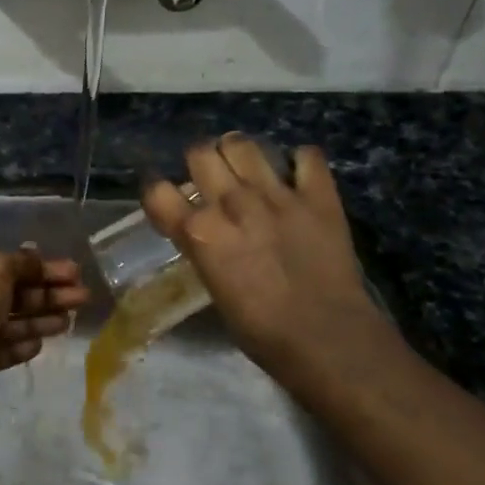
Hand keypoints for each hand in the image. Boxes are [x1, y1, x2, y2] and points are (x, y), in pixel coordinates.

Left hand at [0, 248, 87, 419]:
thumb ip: (22, 264)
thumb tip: (36, 256)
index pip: (13, 264)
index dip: (44, 268)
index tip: (76, 273)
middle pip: (17, 293)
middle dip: (50, 294)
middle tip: (83, 297)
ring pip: (14, 322)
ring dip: (41, 320)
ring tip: (70, 322)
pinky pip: (4, 350)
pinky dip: (22, 346)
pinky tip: (41, 345)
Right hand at [142, 134, 394, 388]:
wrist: (327, 340)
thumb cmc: (261, 332)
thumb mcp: (214, 288)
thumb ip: (204, 249)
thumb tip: (204, 233)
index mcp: (200, 232)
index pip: (158, 190)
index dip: (158, 191)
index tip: (167, 200)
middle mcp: (232, 204)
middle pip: (200, 152)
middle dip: (200, 162)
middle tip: (210, 179)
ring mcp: (277, 195)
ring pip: (244, 145)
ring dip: (239, 153)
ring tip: (245, 168)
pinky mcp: (318, 196)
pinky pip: (307, 156)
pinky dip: (299, 162)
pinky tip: (296, 176)